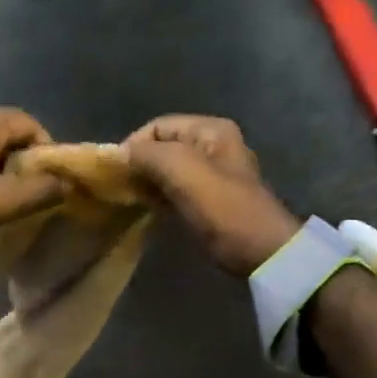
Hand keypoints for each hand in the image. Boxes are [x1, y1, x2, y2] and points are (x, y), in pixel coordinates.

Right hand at [125, 115, 300, 275]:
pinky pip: (175, 190)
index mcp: (210, 130)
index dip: (133, 144)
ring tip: (130, 199)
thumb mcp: (182, 170)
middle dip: (139, 164)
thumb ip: (148, 154)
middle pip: (163, 147)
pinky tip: (147, 209)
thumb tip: (120, 154)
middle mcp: (213, 145)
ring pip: (167, 170)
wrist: (261, 251)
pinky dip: (159, 197)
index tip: (116, 172)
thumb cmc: (222, 207)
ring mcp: (212, 174)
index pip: (158, 125)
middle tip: (119, 188)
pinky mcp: (209, 201)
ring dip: (147, 182)